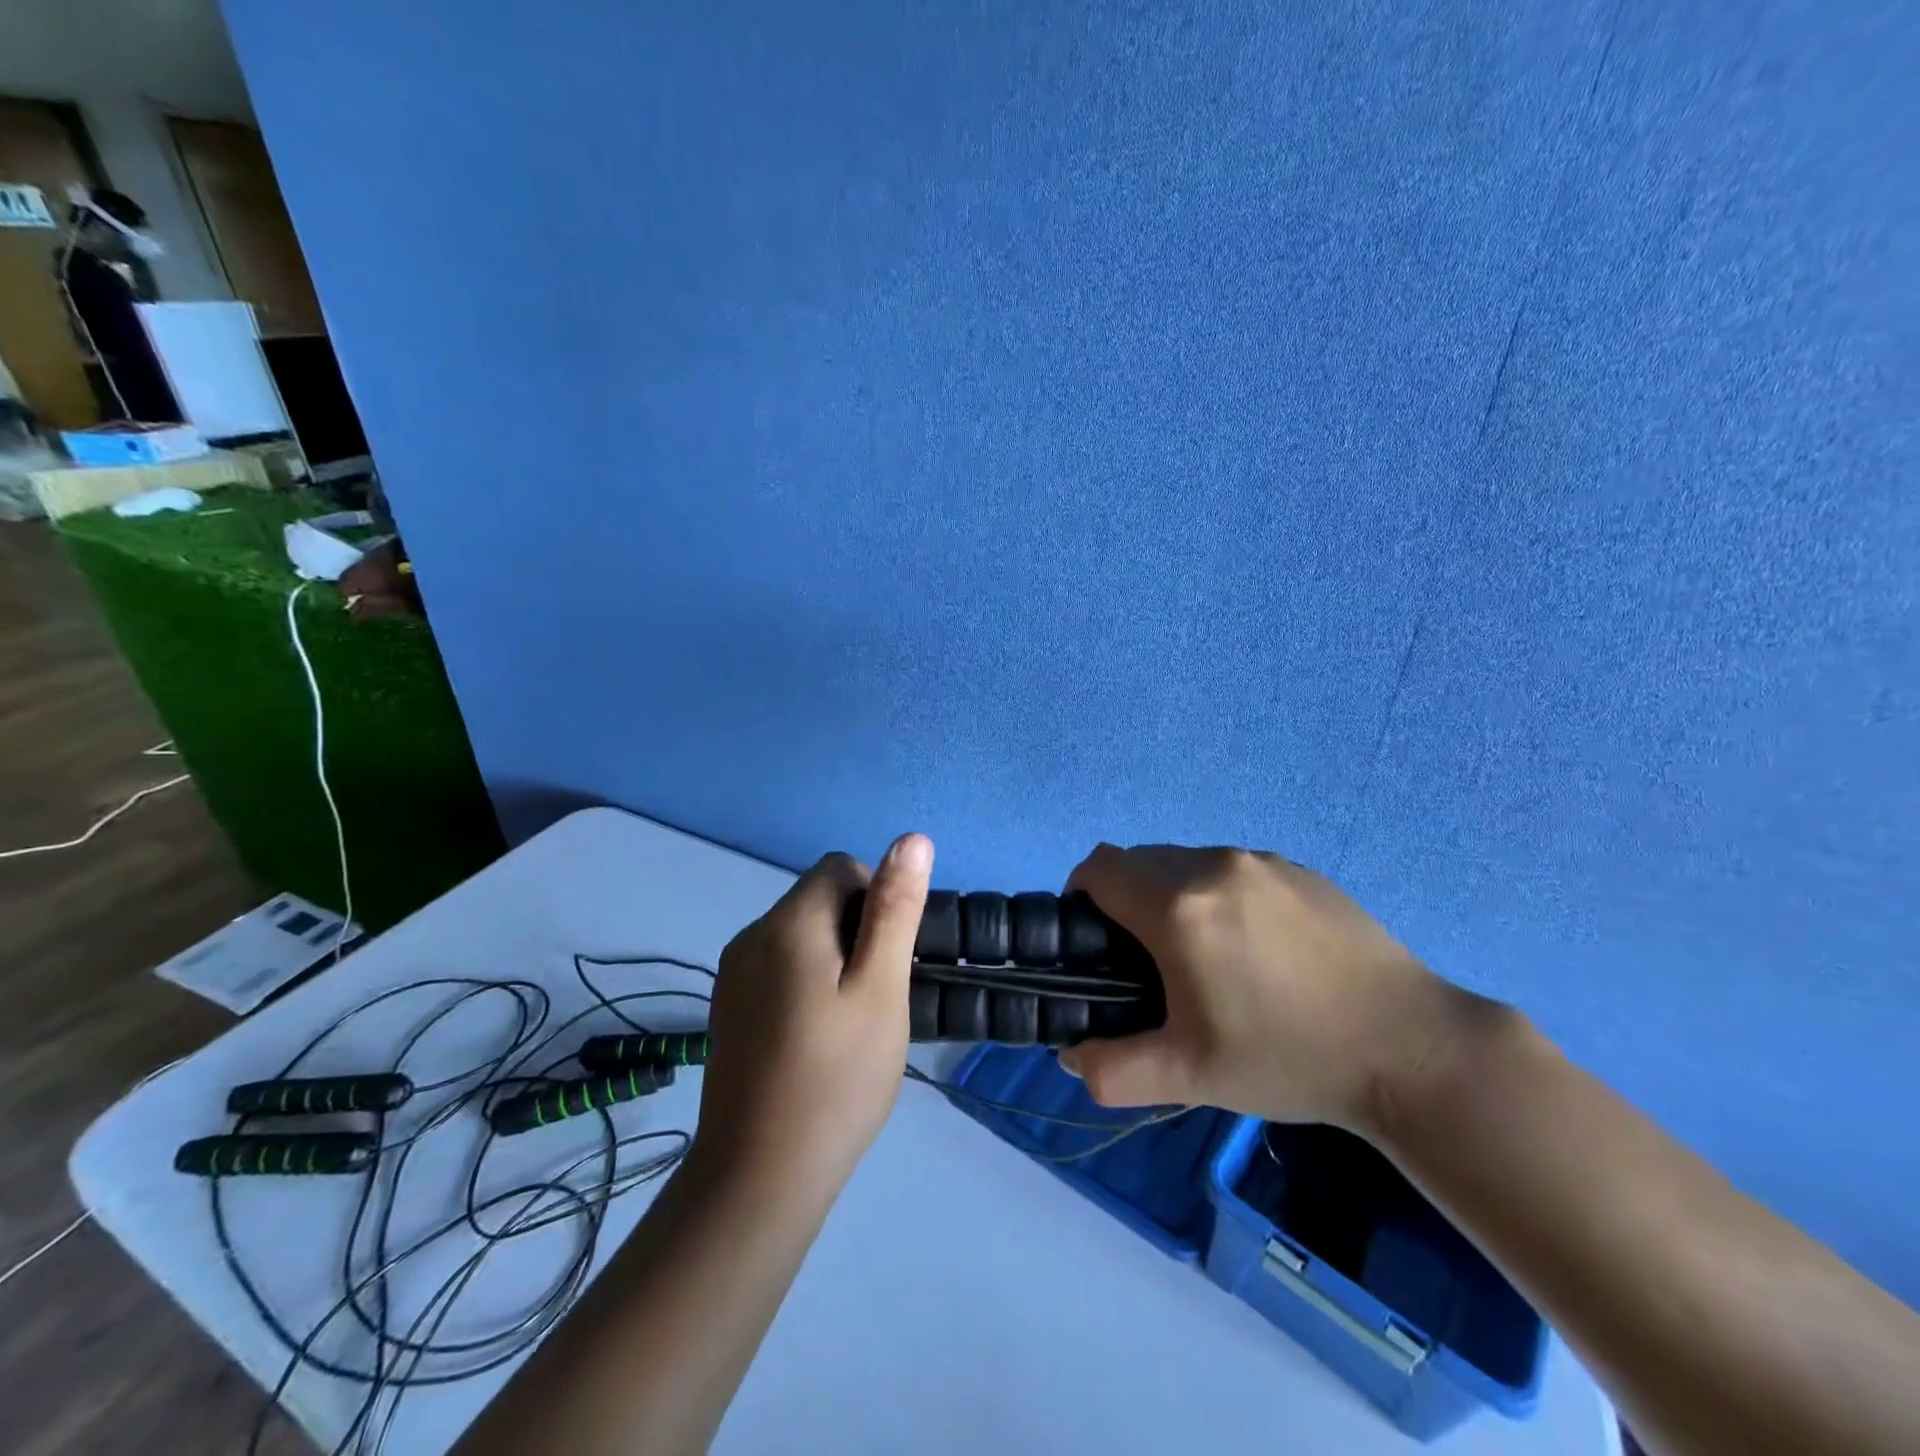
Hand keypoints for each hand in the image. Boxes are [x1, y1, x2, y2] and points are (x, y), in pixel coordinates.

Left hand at [695, 834, 933, 1200]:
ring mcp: (734, 971)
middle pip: (819, 898)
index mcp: (789, 922)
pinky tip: (817, 1036)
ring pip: (801, 932)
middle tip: (875, 996)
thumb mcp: (882, 989)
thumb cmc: (836, 1078)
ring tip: (850, 1020)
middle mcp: (752, 934)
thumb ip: (895, 909)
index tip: (889, 959)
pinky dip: (807, 980)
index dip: (877, 899)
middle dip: (857, 929)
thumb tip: (912, 839)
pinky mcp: (728, 1004)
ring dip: (834, 956)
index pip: (841, 867)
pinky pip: (779, 965)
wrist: (758, 1177)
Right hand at [1058, 844, 1464, 1133]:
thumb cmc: (1289, 1059)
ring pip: (1184, 860)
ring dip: (1173, 895)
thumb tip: (1070, 1054)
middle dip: (1126, 899)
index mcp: (1179, 909)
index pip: (1099, 868)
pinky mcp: (1297, 867)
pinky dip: (1219, 893)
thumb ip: (1112, 1070)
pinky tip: (1258, 946)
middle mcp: (1212, 867)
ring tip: (1208, 954)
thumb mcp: (1191, 1078)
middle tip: (1149, 959)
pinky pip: (1231, 866)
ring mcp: (1259, 861)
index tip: (1096, 940)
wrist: (1410, 1047)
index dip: (1081, 897)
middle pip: (1138, 861)